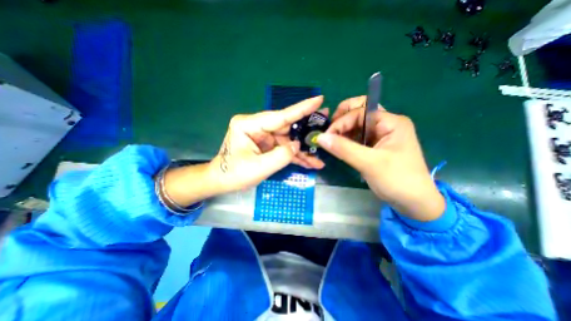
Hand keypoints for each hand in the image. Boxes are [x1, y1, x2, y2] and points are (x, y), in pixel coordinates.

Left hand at [210, 96, 324, 192]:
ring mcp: (263, 137)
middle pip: (287, 128)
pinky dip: (295, 157)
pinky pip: (284, 149)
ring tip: (319, 157)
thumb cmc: (233, 174)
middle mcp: (258, 127)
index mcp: (249, 125)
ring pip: (288, 141)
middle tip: (326, 126)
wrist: (221, 182)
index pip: (280, 116)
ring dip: (302, 151)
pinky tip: (309, 163)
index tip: (318, 99)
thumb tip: (298, 145)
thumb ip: (281, 156)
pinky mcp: (267, 146)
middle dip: (306, 131)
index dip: (301, 109)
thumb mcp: (258, 167)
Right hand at [317, 96, 445, 219]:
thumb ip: (343, 148)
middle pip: (358, 113)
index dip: (341, 121)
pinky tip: (338, 147)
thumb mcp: (369, 163)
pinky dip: (346, 140)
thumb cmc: (397, 180)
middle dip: (341, 121)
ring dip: (342, 131)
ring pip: (356, 126)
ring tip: (330, 141)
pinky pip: (357, 137)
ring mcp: (380, 135)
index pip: (360, 112)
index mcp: (391, 122)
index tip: (327, 136)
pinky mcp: (375, 146)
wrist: (413, 202)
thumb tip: (320, 137)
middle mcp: (385, 124)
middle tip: (328, 133)